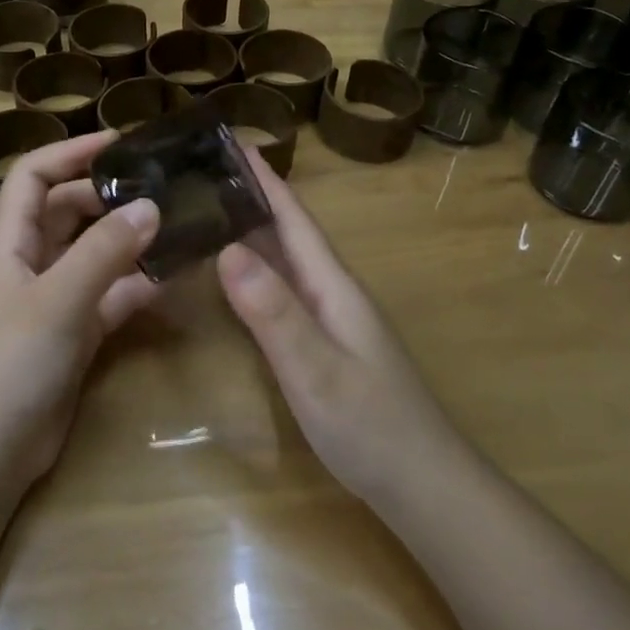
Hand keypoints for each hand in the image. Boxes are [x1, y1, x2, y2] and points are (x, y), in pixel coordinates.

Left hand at [0, 131, 159, 486]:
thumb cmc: (12, 362)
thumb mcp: (59, 299)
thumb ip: (105, 252)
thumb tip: (152, 207)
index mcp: (13, 243)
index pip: (33, 177)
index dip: (69, 152)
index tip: (118, 143)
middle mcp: (34, 264)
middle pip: (68, 211)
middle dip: (108, 195)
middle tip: (160, 187)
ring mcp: (56, 300)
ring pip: (95, 254)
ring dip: (129, 240)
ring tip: (176, 225)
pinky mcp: (77, 334)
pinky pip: (111, 296)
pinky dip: (137, 285)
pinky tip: (171, 279)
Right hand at [216, 153, 460, 501]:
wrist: (424, 487)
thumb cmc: (371, 426)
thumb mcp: (316, 370)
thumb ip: (274, 313)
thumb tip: (229, 248)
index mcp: (334, 287)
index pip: (295, 220)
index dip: (266, 181)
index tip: (235, 141)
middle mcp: (334, 294)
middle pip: (290, 234)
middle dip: (253, 198)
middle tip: (205, 172)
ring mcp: (334, 321)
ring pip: (287, 263)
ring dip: (254, 232)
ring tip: (211, 211)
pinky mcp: (328, 346)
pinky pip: (286, 293)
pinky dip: (259, 274)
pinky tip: (238, 279)